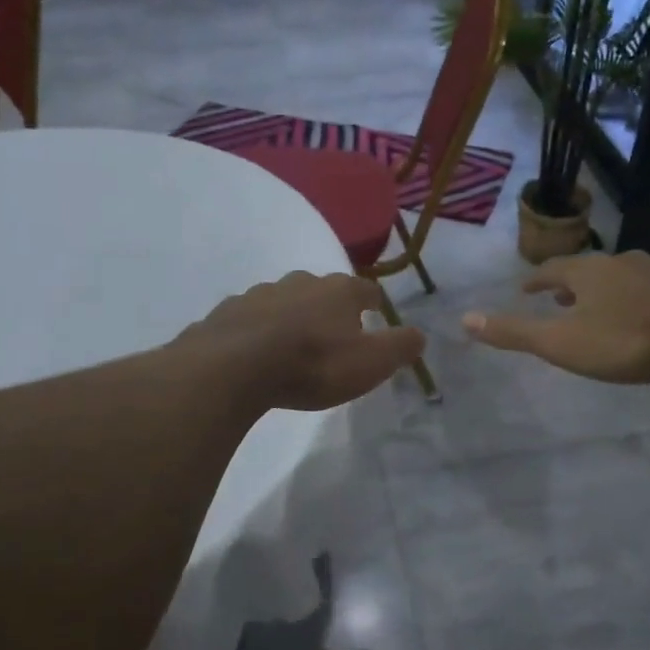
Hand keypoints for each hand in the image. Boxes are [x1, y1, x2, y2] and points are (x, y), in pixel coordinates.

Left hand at [185, 271, 424, 411]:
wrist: (234, 367)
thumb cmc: (313, 364)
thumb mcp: (371, 363)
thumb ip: (400, 347)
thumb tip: (420, 335)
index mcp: (339, 291)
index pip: (367, 290)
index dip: (374, 303)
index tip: (376, 314)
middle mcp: (301, 282)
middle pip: (324, 291)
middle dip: (331, 309)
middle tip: (334, 334)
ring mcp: (260, 293)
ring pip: (285, 301)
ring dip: (293, 317)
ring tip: (293, 344)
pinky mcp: (229, 311)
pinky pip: (251, 318)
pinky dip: (259, 330)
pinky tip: (256, 351)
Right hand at [463, 251, 649, 383]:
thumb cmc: (623, 339)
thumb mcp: (560, 342)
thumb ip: (515, 332)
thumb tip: (465, 318)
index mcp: (586, 272)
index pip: (551, 270)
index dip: (535, 281)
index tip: (525, 289)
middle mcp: (619, 262)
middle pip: (587, 270)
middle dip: (570, 284)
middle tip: (559, 298)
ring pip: (620, 277)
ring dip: (604, 290)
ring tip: (599, 306)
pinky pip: (649, 290)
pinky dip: (635, 299)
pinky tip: (642, 315)